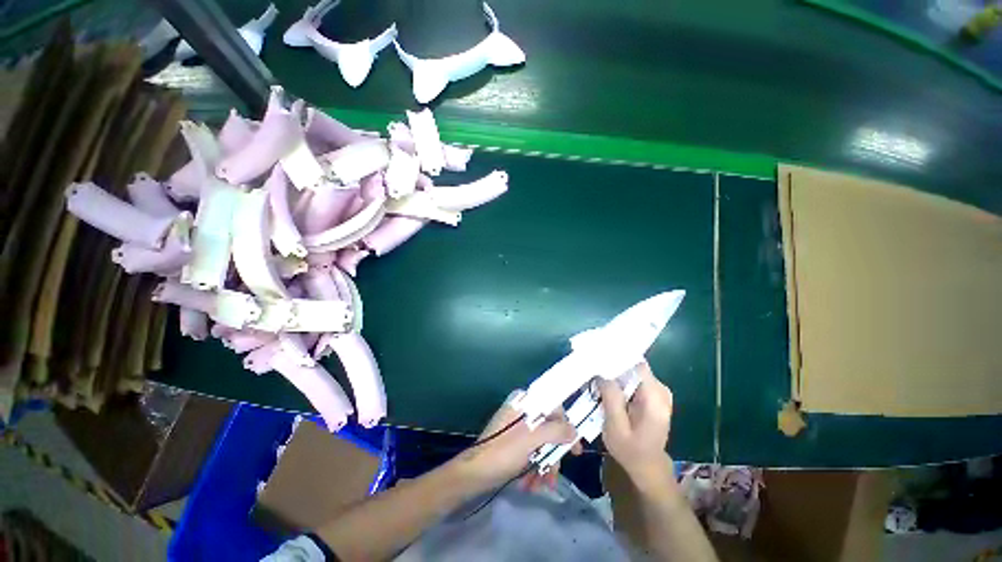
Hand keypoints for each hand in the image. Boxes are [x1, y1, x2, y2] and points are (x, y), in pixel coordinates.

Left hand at [453, 392, 578, 488]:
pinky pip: (532, 451)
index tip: (575, 449)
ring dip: (544, 465)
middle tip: (555, 476)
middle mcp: (522, 410)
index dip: (567, 427)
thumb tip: (574, 430)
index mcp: (524, 401)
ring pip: (541, 443)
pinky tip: (531, 484)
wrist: (474, 473)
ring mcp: (517, 427)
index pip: (554, 407)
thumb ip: (555, 431)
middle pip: (549, 429)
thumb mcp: (531, 439)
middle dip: (552, 455)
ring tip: (541, 486)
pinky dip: (534, 467)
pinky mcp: (514, 442)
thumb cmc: (503, 451)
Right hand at [598, 361, 674, 489]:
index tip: (597, 357)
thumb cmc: (631, 450)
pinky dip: (620, 379)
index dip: (617, 358)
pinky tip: (607, 385)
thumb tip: (603, 372)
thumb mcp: (615, 427)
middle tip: (592, 368)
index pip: (637, 364)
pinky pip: (634, 377)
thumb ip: (612, 398)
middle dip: (613, 365)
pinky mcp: (652, 394)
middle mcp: (660, 390)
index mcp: (655, 398)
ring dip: (615, 372)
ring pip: (632, 370)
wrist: (647, 466)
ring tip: (596, 376)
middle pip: (634, 365)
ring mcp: (658, 391)